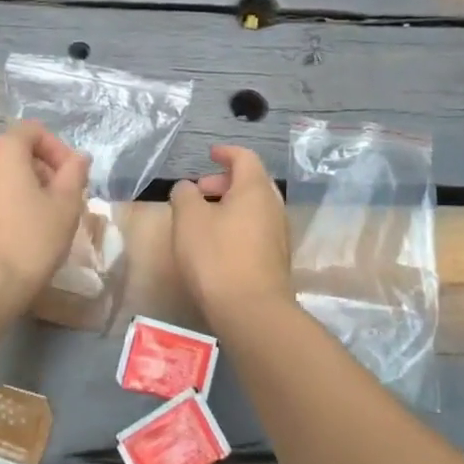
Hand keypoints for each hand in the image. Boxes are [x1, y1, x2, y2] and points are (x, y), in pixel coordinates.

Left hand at [0, 122, 91, 303]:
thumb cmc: (29, 240)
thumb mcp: (66, 206)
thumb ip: (74, 174)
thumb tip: (78, 158)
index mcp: (1, 150)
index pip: (33, 131)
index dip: (58, 150)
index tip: (72, 178)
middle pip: (12, 152)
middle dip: (39, 170)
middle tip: (59, 200)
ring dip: (17, 188)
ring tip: (36, 219)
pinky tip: (11, 234)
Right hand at [170, 144, 292, 326]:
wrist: (252, 311)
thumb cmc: (217, 256)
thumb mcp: (188, 219)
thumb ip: (184, 195)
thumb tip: (187, 188)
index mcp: (255, 189)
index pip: (244, 157)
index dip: (226, 152)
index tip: (209, 154)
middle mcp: (273, 206)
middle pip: (252, 182)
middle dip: (224, 181)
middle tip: (199, 190)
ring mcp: (279, 234)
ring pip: (254, 208)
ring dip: (230, 205)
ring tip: (204, 218)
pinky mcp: (277, 259)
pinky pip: (256, 229)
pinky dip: (237, 225)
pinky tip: (218, 244)